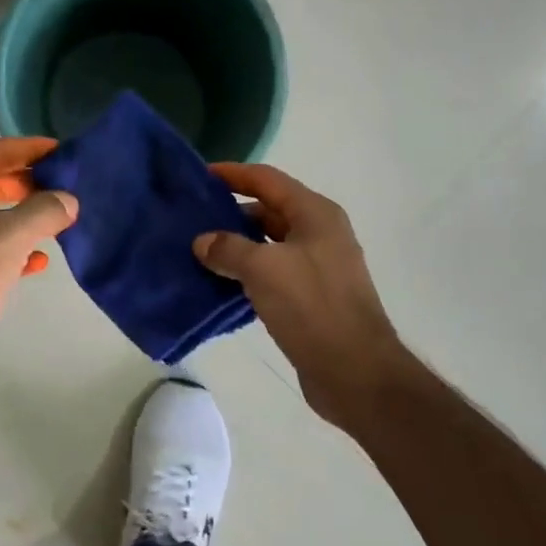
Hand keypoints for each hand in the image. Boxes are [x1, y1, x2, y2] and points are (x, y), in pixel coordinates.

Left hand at [0, 137, 78, 384]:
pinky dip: (16, 249)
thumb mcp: (8, 236)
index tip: (63, 151)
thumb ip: (44, 211)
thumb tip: (68, 201)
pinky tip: (40, 261)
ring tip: (61, 220)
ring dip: (26, 216)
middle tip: (65, 186)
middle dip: (30, 183)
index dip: (29, 148)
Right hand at [194, 164, 414, 426]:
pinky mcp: (309, 298)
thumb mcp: (263, 269)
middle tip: (191, 219)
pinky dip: (245, 275)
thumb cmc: (312, 306)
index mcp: (315, 214)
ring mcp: (316, 267)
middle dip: (230, 212)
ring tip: (197, 251)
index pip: (267, 180)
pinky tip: (218, 284)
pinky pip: (270, 274)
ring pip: (267, 245)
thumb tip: (202, 242)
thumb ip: (228, 249)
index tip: (199, 176)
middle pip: (268, 211)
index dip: (233, 174)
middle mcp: (318, 234)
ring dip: (235, 247)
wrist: (355, 371)